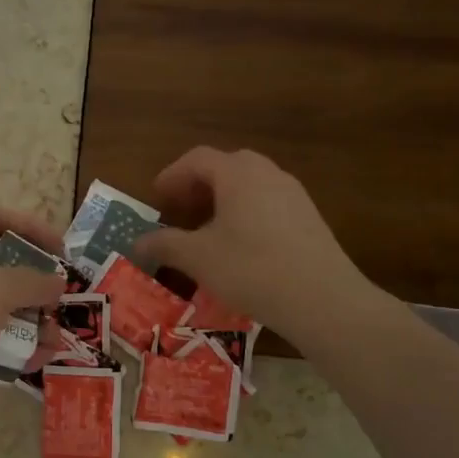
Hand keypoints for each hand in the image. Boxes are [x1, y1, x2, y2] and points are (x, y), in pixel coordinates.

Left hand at [0, 207, 67, 419]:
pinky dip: (15, 347)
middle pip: (0, 267)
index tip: (58, 249)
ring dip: (31, 321)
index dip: (28, 225)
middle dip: (35, 285)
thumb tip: (57, 282)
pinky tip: (36, 360)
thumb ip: (33, 281)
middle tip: (58, 300)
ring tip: (54, 340)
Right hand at [131, 147, 377, 335]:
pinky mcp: (309, 217)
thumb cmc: (251, 269)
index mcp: (237, 174)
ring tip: (207, 229)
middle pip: (226, 166)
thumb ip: (164, 245)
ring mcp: (293, 193)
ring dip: (223, 199)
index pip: (197, 158)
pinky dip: (245, 212)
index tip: (156, 198)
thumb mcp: (198, 258)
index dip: (172, 176)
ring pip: (249, 184)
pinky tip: (239, 245)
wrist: (323, 299)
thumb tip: (136, 243)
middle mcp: (267, 173)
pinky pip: (268, 202)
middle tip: (180, 210)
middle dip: (198, 184)